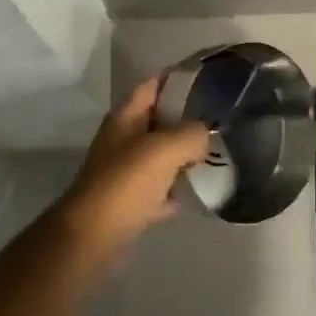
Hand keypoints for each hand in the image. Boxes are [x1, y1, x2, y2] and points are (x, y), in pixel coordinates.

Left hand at [54, 74, 210, 257]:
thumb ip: (191, 133)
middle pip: (159, 120)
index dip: (178, 78)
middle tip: (222, 119)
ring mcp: (125, 171)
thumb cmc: (125, 184)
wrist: (93, 236)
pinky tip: (199, 191)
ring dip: (185, 155)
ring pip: (161, 155)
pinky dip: (177, 189)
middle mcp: (123, 140)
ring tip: (219, 152)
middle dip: (188, 118)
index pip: (153, 85)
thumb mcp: (164, 149)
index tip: (210, 79)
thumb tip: (206, 134)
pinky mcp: (130, 201)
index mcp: (126, 118)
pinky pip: (160, 189)